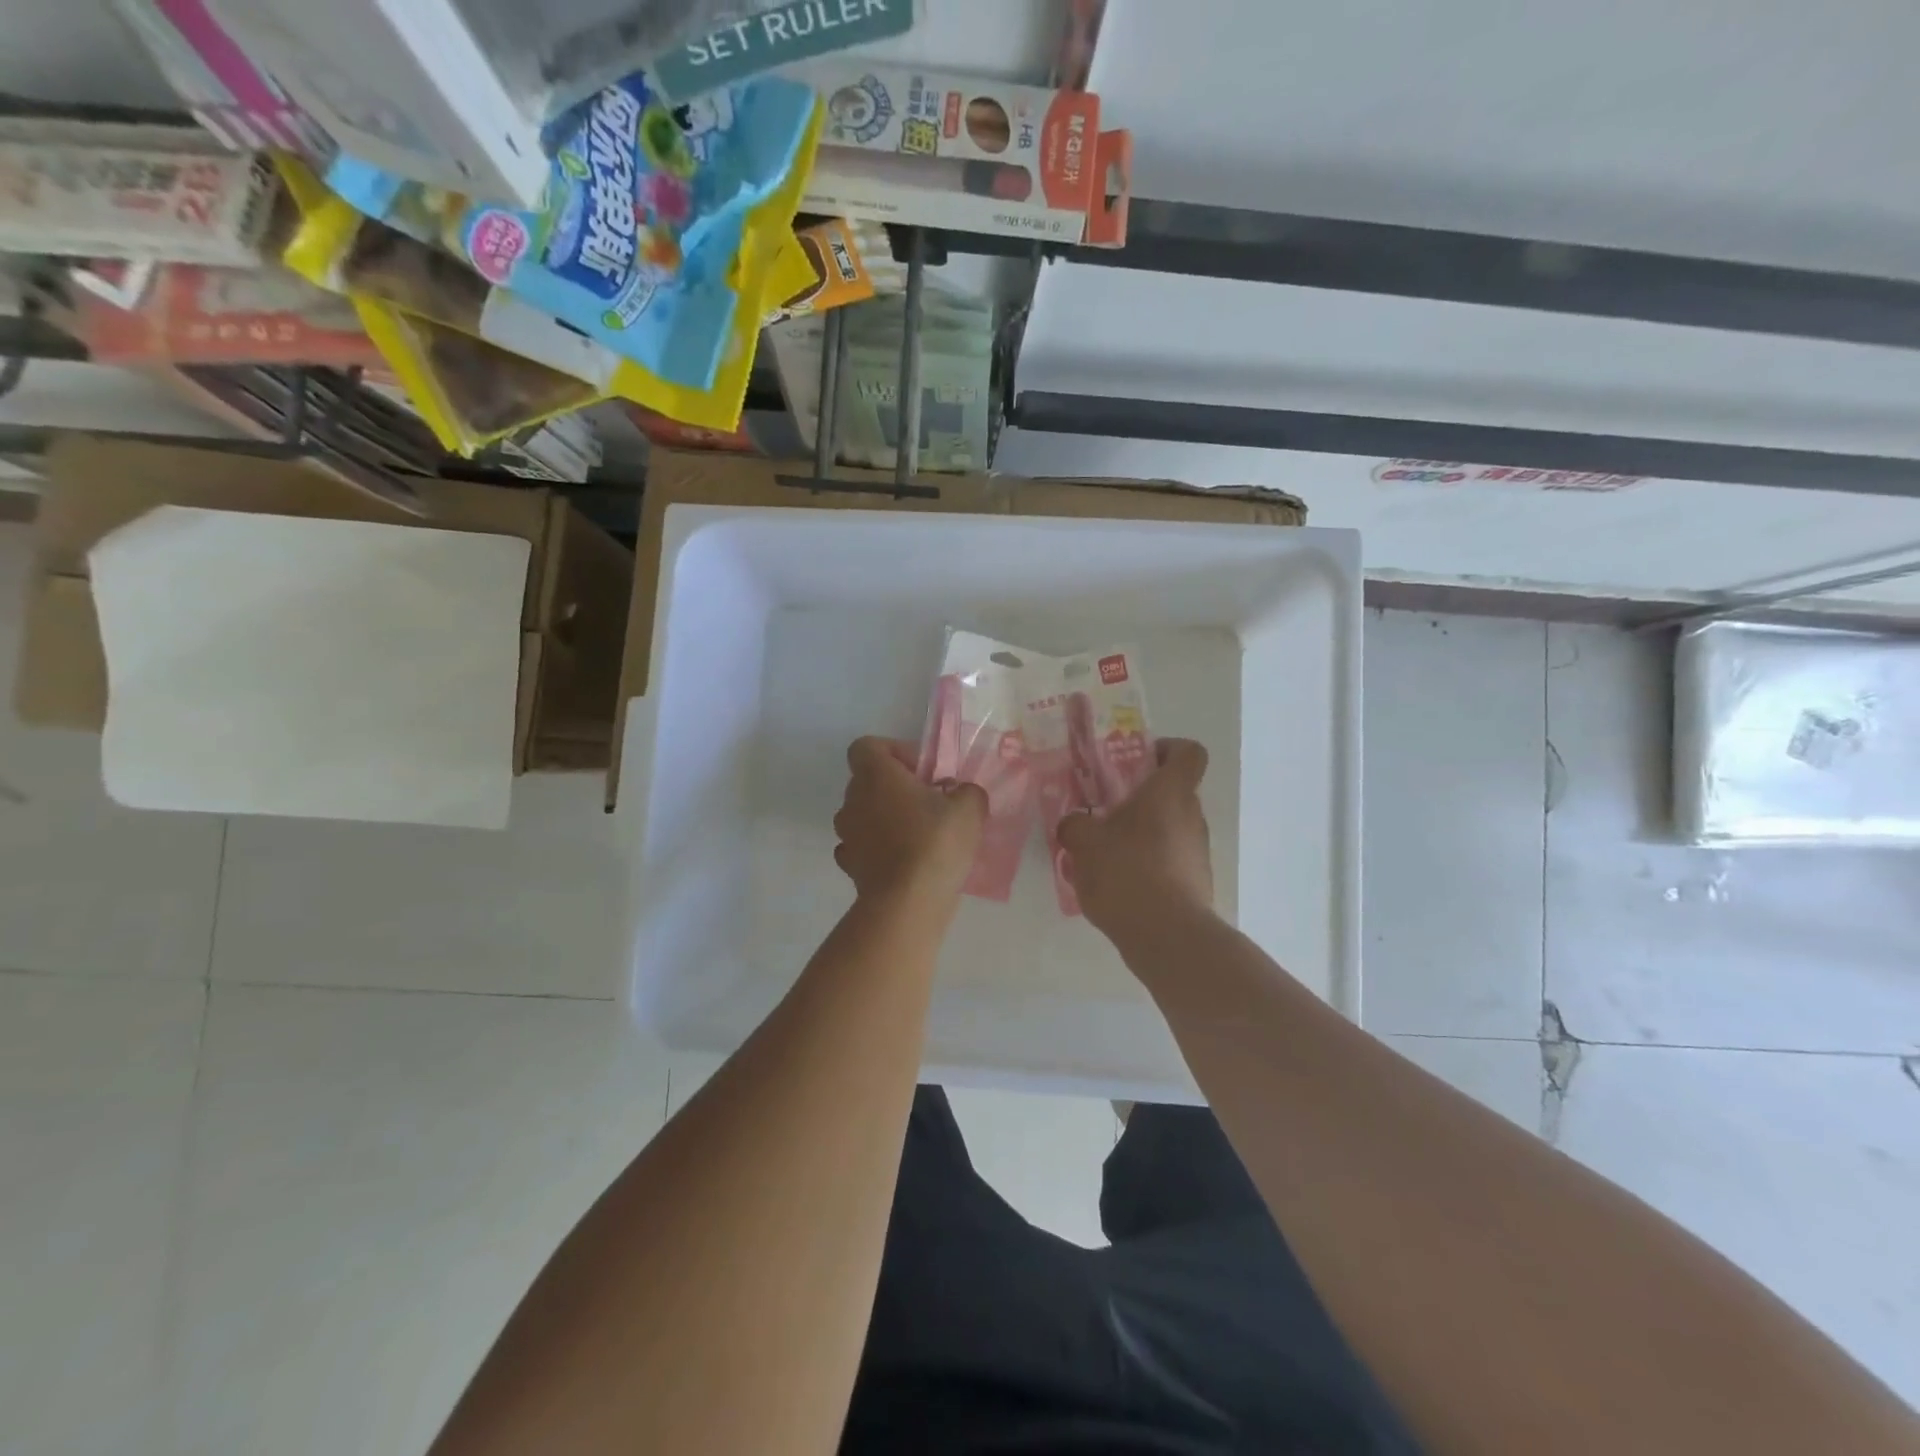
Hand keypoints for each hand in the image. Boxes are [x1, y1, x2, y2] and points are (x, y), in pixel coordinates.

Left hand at [834, 737, 986, 906]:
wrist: (908, 902)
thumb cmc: (936, 842)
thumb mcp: (969, 808)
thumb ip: (967, 792)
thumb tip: (961, 794)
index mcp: (876, 775)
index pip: (867, 747)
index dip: (894, 752)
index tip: (921, 771)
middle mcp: (853, 799)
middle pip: (868, 781)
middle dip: (896, 788)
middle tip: (929, 803)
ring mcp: (847, 834)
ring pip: (864, 814)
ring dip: (886, 818)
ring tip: (919, 835)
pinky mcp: (849, 866)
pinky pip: (862, 846)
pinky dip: (878, 848)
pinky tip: (903, 860)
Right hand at [1057, 738, 1212, 935]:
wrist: (1167, 937)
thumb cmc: (1127, 872)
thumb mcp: (1084, 842)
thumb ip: (1074, 824)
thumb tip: (1074, 823)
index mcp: (1170, 793)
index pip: (1188, 752)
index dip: (1167, 749)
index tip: (1137, 761)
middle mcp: (1192, 816)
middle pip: (1172, 792)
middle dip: (1139, 798)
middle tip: (1103, 810)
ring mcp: (1197, 852)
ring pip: (1168, 828)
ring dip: (1139, 833)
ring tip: (1103, 852)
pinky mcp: (1195, 883)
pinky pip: (1167, 860)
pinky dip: (1146, 864)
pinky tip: (1116, 884)